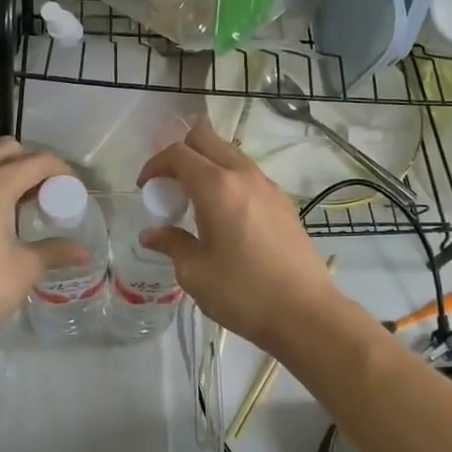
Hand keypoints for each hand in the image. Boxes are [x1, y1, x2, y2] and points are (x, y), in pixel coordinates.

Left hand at [0, 139, 73, 356]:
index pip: (37, 161)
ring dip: (12, 176)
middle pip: (8, 151)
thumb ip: (56, 251)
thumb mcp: (26, 268)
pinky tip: (6, 223)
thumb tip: (83, 251)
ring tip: (32, 209)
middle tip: (51, 195)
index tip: (76, 193)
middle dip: (34, 165)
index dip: (62, 172)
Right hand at [137, 125, 341, 354]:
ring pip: (229, 154)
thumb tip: (151, 234)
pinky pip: (247, 174)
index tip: (145, 188)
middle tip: (169, 187)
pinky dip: (228, 180)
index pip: (178, 153)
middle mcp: (243, 176)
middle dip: (180, 154)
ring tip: (195, 202)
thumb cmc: (243, 293)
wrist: (306, 313)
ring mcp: (268, 186)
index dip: (155, 164)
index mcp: (216, 187)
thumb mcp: (195, 273)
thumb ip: (172, 244)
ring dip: (206, 165)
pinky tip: (224, 216)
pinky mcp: (283, 202)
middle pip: (206, 138)